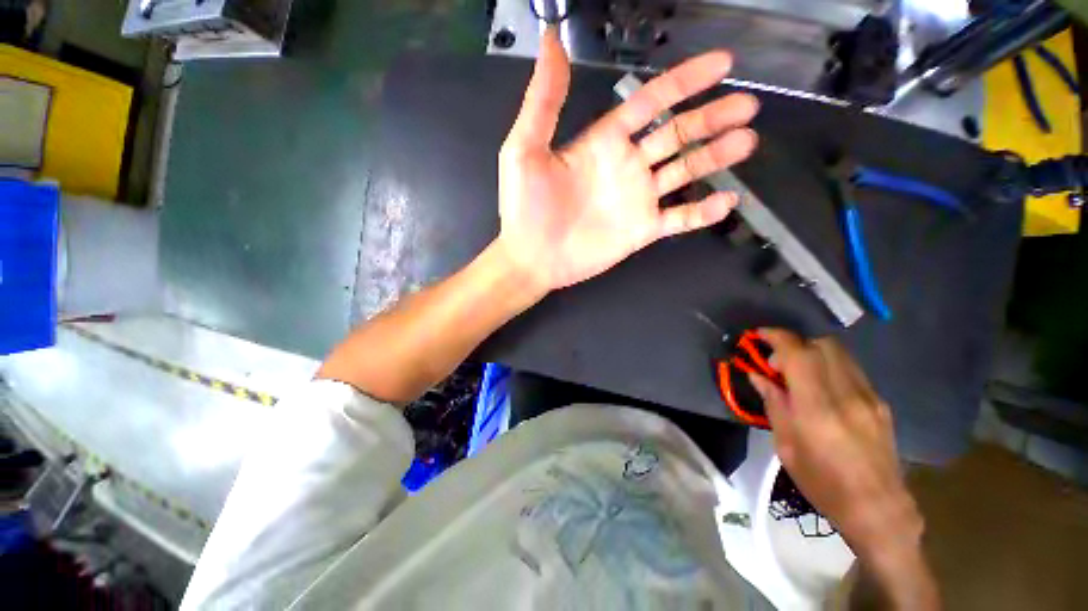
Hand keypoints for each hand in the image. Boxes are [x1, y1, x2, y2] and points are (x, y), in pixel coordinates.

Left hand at [496, 27, 759, 290]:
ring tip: (746, 141)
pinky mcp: (641, 231)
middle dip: (712, 118)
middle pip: (677, 134)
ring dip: (716, 157)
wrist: (531, 258)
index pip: (650, 102)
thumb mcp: (524, 149)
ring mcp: (637, 200)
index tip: (720, 64)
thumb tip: (551, 42)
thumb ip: (543, 101)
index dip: (684, 81)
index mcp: (603, 142)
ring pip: (684, 172)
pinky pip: (679, 219)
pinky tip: (725, 201)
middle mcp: (626, 166)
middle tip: (747, 106)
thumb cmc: (524, 208)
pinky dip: (702, 212)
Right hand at [751, 330, 937, 607]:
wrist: (878, 508)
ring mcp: (869, 397)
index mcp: (818, 409)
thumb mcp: (786, 445)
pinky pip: (851, 369)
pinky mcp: (880, 403)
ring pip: (839, 353)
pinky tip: (821, 387)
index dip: (776, 337)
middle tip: (778, 361)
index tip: (759, 335)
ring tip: (797, 372)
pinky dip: (830, 366)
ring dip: (813, 352)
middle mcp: (847, 395)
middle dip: (795, 343)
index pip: (798, 355)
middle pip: (822, 344)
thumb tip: (758, 375)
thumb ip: (773, 403)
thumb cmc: (822, 482)